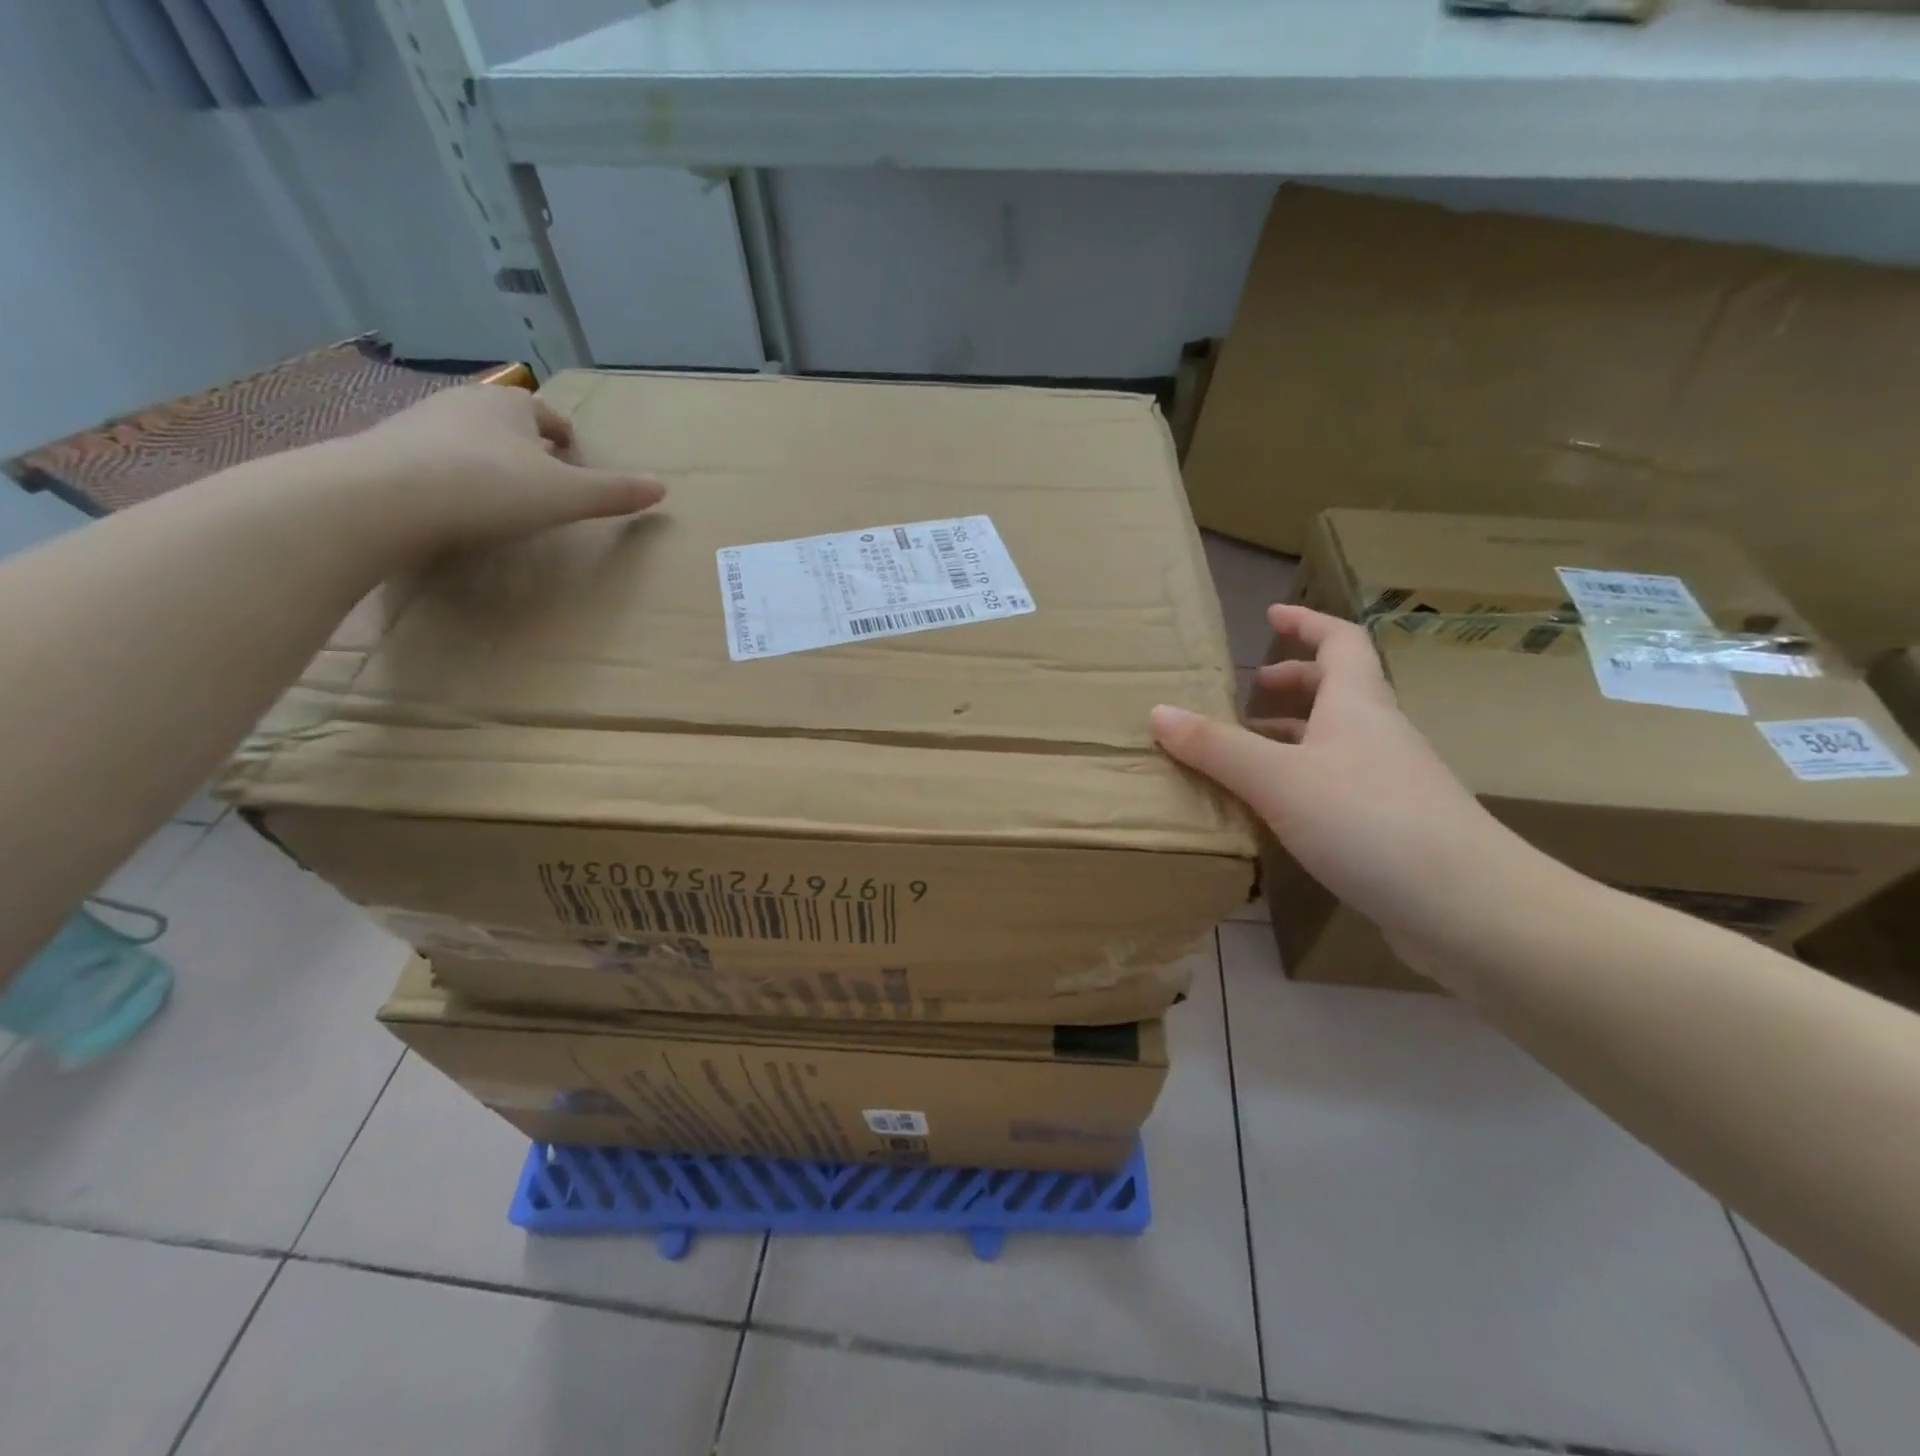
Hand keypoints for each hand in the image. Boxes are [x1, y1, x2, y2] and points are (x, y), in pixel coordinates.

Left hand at [328, 384, 665, 556]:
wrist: (380, 498)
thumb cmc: (488, 489)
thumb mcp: (565, 496)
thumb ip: (614, 493)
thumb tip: (663, 488)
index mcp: (510, 406)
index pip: (548, 415)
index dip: (565, 437)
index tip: (573, 459)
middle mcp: (464, 404)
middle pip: (506, 423)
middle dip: (527, 448)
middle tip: (542, 481)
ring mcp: (418, 424)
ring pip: (468, 440)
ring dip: (487, 461)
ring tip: (499, 497)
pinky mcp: (385, 452)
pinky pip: (433, 460)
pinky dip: (450, 477)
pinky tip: (455, 506)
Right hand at [1151, 604, 1552, 976]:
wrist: (1468, 906)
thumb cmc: (1370, 822)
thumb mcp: (1278, 779)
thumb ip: (1217, 747)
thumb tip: (1159, 711)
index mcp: (1357, 706)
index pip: (1339, 642)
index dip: (1306, 622)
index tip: (1270, 615)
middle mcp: (1378, 735)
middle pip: (1339, 690)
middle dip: (1294, 682)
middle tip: (1249, 691)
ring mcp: (1390, 782)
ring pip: (1335, 742)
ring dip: (1293, 736)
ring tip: (1246, 753)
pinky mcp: (1392, 827)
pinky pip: (1337, 784)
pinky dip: (1301, 781)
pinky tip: (1276, 812)